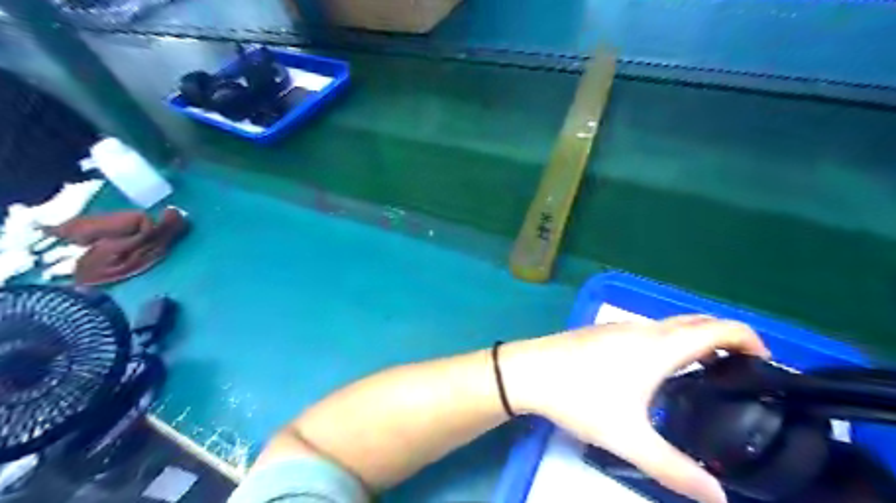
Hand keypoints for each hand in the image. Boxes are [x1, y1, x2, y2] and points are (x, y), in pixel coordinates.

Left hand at [503, 316, 769, 501]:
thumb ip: (675, 470)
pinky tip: (658, 370)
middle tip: (742, 371)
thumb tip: (719, 499)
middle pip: (696, 322)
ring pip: (669, 325)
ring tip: (706, 372)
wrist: (529, 371)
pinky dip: (669, 341)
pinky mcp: (602, 331)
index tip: (766, 363)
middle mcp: (643, 329)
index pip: (718, 328)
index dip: (749, 338)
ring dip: (695, 339)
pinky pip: (648, 330)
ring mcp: (619, 326)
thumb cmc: (580, 398)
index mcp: (659, 346)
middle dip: (725, 338)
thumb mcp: (628, 438)